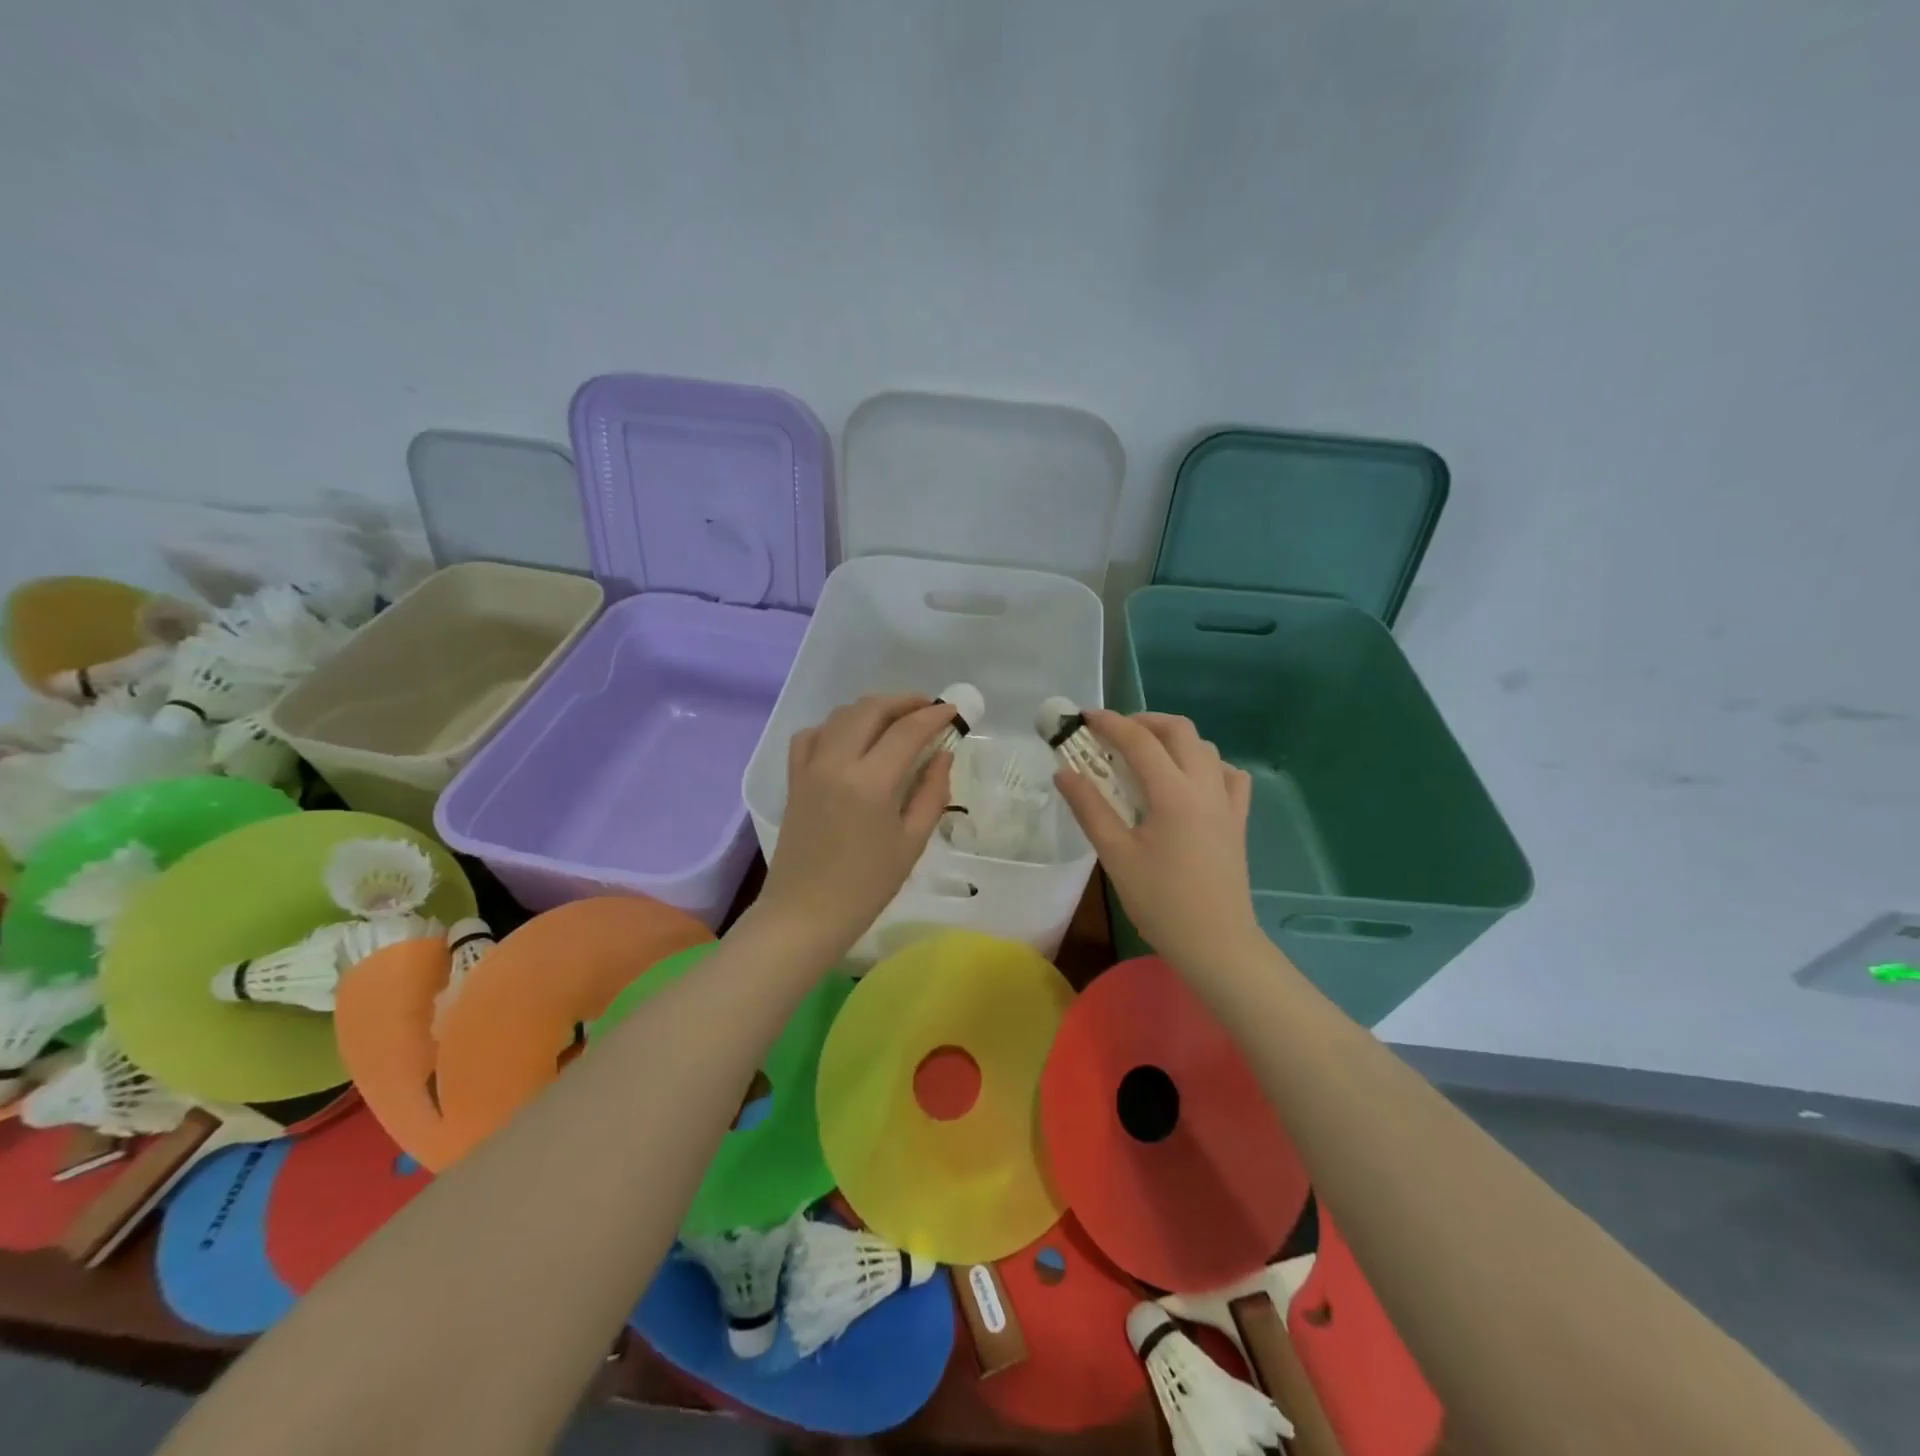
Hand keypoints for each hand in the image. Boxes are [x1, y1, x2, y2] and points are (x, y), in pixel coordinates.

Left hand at [755, 693, 956, 963]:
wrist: (804, 914)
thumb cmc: (866, 886)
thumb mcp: (911, 842)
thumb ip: (931, 792)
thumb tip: (943, 754)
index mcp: (871, 782)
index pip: (907, 731)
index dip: (933, 715)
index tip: (953, 710)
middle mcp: (837, 763)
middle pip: (871, 709)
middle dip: (903, 701)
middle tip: (927, 708)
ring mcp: (810, 768)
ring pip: (841, 715)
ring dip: (872, 709)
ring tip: (895, 720)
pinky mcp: (794, 779)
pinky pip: (811, 735)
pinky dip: (834, 727)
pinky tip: (849, 740)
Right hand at [1053, 710, 1262, 972]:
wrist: (1217, 944)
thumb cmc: (1161, 902)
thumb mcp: (1116, 855)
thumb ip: (1089, 808)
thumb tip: (1063, 771)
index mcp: (1174, 794)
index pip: (1140, 741)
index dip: (1109, 723)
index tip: (1083, 718)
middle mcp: (1205, 786)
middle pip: (1179, 730)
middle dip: (1143, 721)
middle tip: (1112, 734)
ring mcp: (1228, 802)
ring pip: (1205, 748)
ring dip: (1173, 739)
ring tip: (1144, 755)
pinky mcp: (1238, 819)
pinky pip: (1228, 774)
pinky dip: (1206, 764)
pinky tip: (1188, 781)